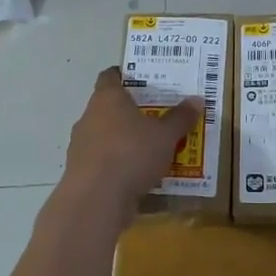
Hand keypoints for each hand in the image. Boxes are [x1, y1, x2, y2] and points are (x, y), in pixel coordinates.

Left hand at [63, 66, 202, 208]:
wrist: (96, 200)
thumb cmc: (132, 154)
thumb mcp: (166, 135)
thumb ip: (180, 118)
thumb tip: (196, 100)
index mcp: (107, 99)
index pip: (110, 76)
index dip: (124, 76)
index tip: (143, 81)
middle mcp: (89, 117)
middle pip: (108, 108)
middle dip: (130, 113)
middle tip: (156, 117)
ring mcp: (80, 146)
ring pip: (104, 136)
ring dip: (123, 141)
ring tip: (150, 150)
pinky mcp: (80, 173)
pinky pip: (102, 162)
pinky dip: (117, 166)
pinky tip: (137, 176)